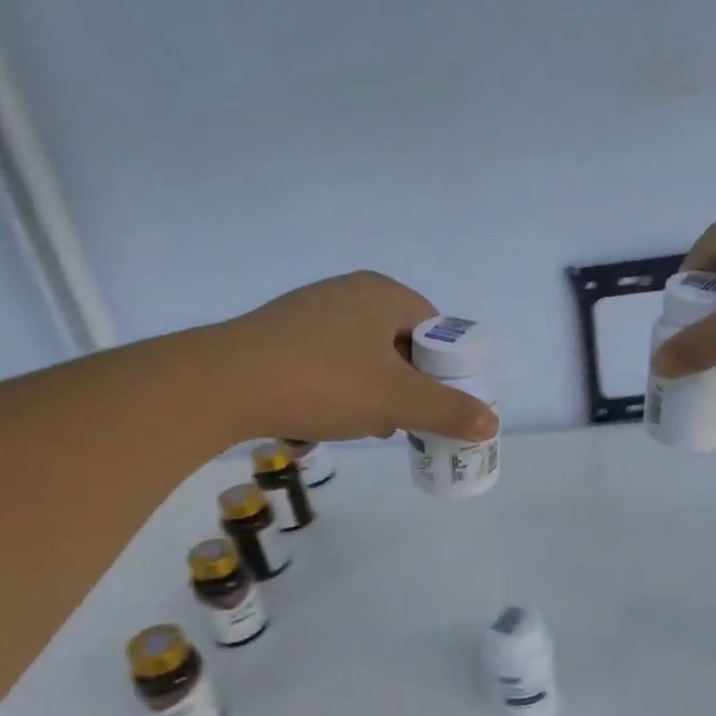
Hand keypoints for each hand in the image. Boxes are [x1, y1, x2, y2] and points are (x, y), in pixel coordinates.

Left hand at [216, 272, 498, 443]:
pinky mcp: (281, 334)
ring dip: (373, 391)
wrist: (224, 384)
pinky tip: (326, 417)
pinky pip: (329, 361)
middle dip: (407, 385)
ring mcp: (310, 310)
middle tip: (402, 419)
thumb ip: (447, 411)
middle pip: (399, 342)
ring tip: (364, 424)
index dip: (443, 368)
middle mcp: (348, 291)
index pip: (433, 327)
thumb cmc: (324, 382)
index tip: (436, 403)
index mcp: (382, 293)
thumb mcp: (395, 401)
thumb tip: (491, 423)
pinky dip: (339, 388)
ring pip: (363, 355)